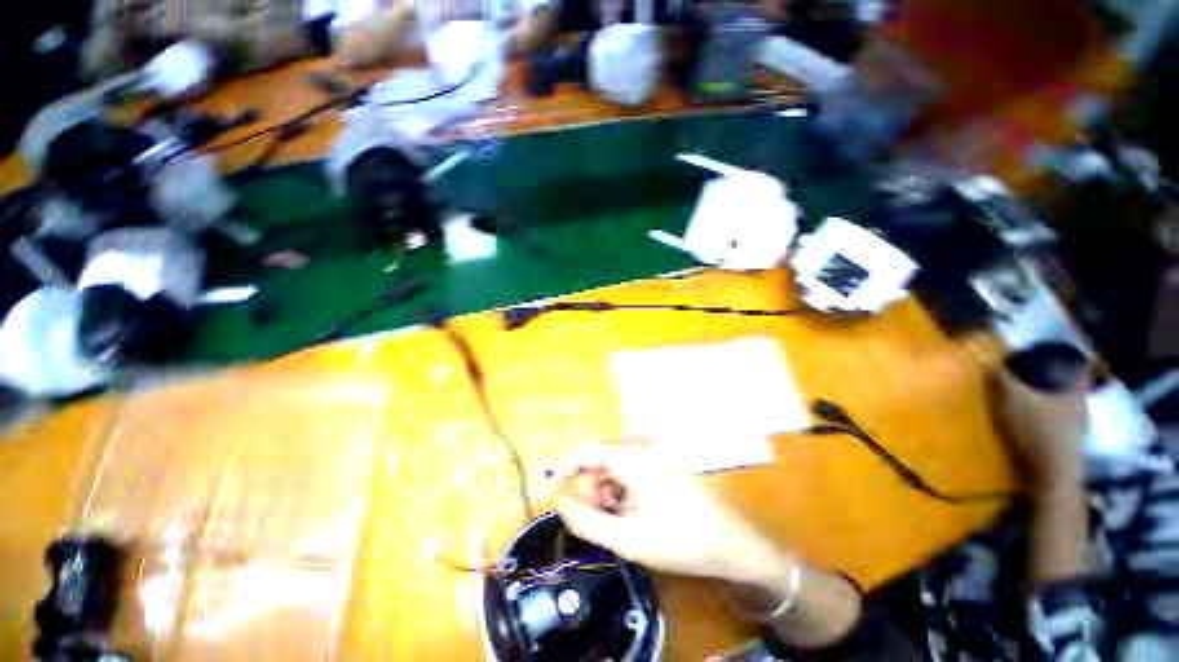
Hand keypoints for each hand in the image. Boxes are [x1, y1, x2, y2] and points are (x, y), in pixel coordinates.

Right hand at [552, 442, 791, 585]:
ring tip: (616, 521)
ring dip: (607, 490)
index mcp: (633, 457)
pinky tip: (632, 511)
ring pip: (616, 464)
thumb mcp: (627, 537)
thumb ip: (586, 520)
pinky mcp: (665, 460)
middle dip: (590, 487)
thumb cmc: (679, 540)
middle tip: (594, 519)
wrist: (732, 541)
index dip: (564, 471)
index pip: (585, 450)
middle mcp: (643, 445)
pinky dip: (623, 487)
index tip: (553, 496)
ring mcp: (657, 451)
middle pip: (601, 458)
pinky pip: (632, 467)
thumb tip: (560, 502)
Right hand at [996, 369, 1089, 494]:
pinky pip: (1064, 424)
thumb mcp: (1012, 400)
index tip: (1062, 355)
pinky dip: (1053, 420)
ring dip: (1056, 402)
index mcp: (1075, 392)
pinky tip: (1039, 423)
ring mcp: (1079, 429)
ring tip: (1037, 400)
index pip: (1080, 369)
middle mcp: (1082, 407)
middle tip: (1043, 377)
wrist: (1052, 475)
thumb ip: (1002, 380)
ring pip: (1070, 407)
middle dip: (1061, 382)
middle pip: (1074, 388)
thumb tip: (992, 362)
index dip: (1073, 360)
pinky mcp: (1071, 446)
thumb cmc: (1036, 430)